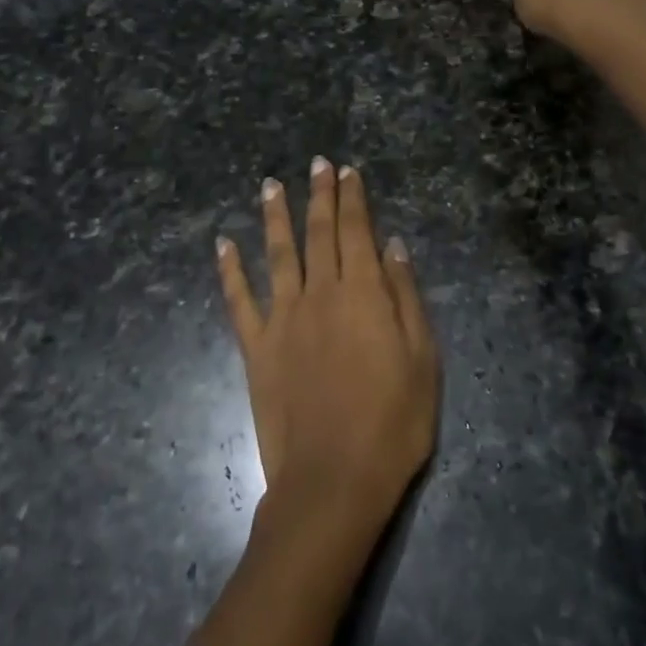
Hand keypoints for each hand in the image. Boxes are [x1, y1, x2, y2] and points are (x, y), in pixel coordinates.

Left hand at [216, 160, 439, 530]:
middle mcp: (319, 293)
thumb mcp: (422, 359)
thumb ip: (405, 297)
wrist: (333, 482)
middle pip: (319, 233)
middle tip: (317, 163)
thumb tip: (393, 246)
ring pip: (278, 253)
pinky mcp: (256, 348)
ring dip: (275, 215)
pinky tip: (223, 244)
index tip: (348, 171)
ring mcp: (283, 319)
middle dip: (320, 194)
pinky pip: (239, 300)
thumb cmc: (392, 424)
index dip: (353, 198)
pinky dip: (230, 270)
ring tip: (271, 184)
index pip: (357, 231)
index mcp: (362, 293)